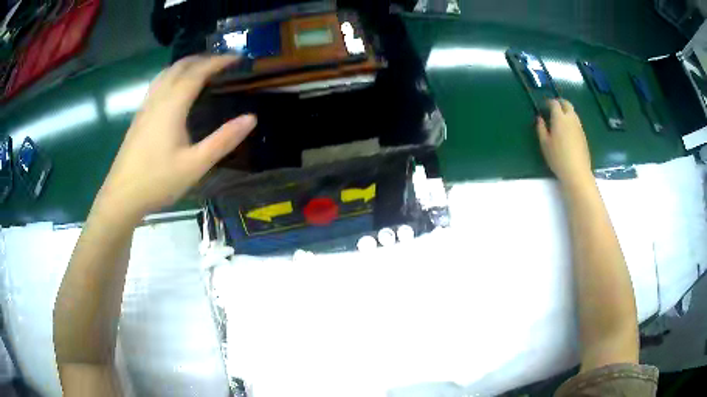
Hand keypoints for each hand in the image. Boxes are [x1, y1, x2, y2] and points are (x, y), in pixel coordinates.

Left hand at [96, 56, 255, 218]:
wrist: (121, 196)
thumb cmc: (158, 181)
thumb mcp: (195, 165)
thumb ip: (223, 140)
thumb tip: (251, 118)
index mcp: (172, 105)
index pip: (198, 72)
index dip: (218, 62)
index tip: (237, 58)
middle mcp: (158, 99)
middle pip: (180, 66)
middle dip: (202, 59)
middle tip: (222, 63)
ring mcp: (145, 107)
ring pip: (166, 73)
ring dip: (185, 65)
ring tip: (201, 69)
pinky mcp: (139, 117)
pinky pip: (158, 84)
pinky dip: (172, 76)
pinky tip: (176, 89)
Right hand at [536, 99, 592, 186]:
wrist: (577, 172)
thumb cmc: (558, 158)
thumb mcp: (545, 144)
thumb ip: (541, 129)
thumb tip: (540, 118)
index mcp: (559, 118)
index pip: (555, 103)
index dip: (549, 102)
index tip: (544, 106)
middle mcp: (571, 119)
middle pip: (567, 104)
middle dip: (560, 103)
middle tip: (554, 108)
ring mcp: (579, 127)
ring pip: (573, 113)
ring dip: (567, 112)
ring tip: (561, 119)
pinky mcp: (583, 135)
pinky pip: (577, 122)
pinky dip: (571, 121)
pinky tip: (568, 131)